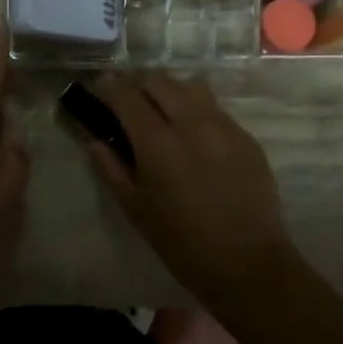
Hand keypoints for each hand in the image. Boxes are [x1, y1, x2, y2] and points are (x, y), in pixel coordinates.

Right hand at [84, 73, 299, 309]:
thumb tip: (95, 141)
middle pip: (159, 80)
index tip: (99, 88)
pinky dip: (195, 107)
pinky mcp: (245, 136)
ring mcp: (223, 126)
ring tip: (160, 106)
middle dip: (138, 82)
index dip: (109, 88)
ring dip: (168, 88)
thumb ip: (111, 169)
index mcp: (158, 143)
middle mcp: (191, 123)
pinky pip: (215, 107)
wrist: (247, 263)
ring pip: (190, 86)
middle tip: (127, 97)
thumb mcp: (136, 209)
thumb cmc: (181, 243)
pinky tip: (192, 129)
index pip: (127, 96)